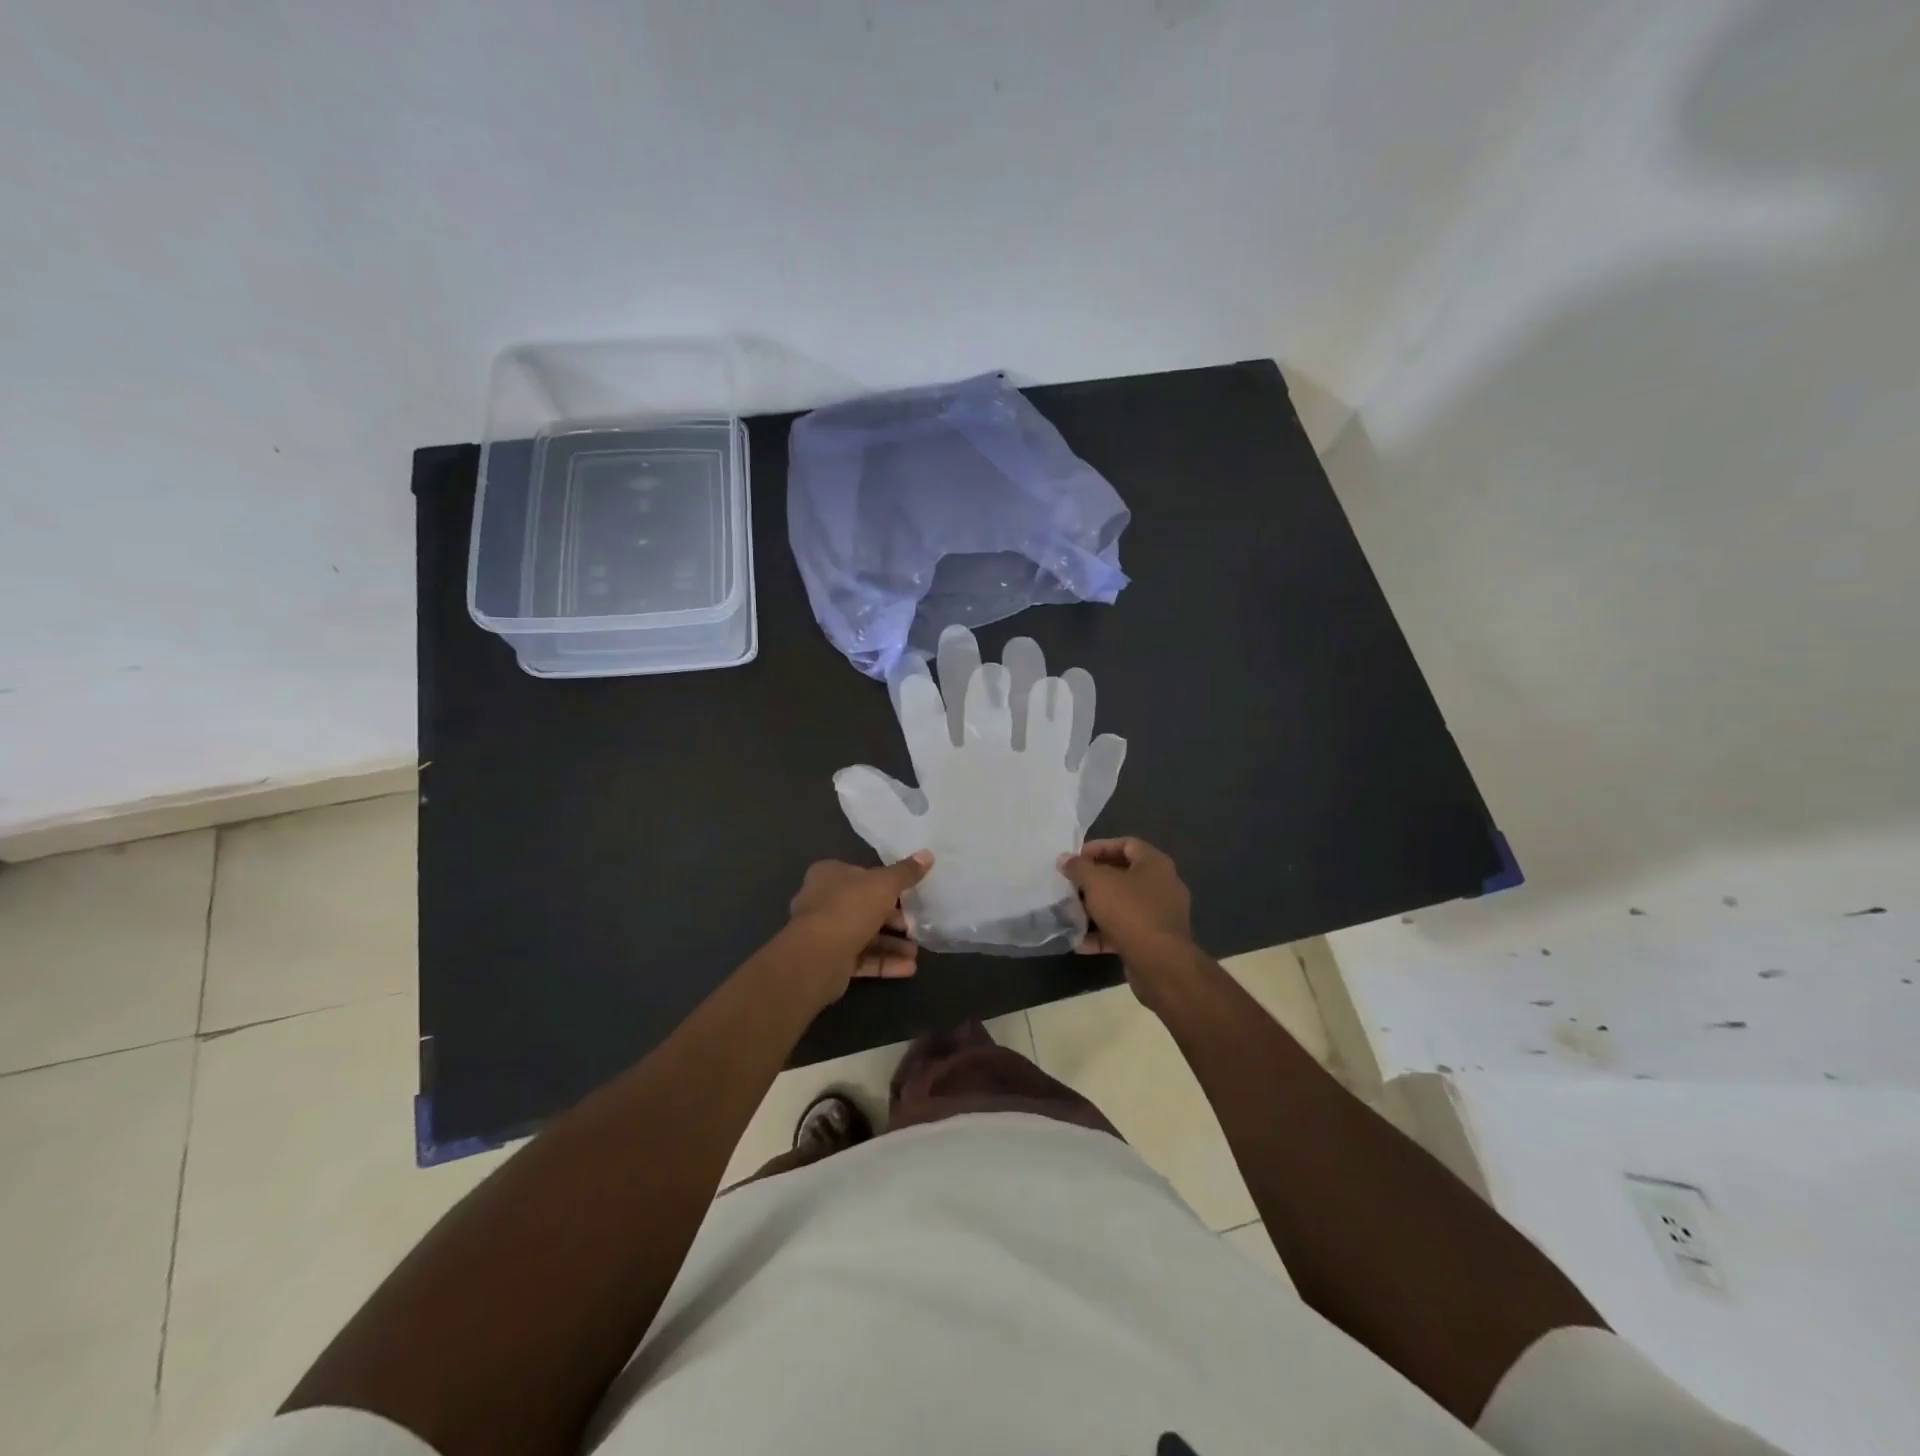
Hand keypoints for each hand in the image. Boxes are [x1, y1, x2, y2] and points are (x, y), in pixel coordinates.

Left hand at [786, 853, 933, 1001]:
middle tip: (915, 927)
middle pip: (865, 907)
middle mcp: (823, 901)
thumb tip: (928, 854)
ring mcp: (824, 933)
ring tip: (915, 953)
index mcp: (829, 875)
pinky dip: (884, 962)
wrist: (818, 956)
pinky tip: (909, 968)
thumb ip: (906, 872)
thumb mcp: (884, 884)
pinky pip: (861, 959)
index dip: (886, 885)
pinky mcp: (830, 961)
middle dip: (893, 919)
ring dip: (892, 944)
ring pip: (864, 935)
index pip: (862, 875)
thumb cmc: (850, 908)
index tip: (909, 895)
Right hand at [1057, 837, 1192, 959]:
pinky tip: (1080, 942)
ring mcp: (1160, 915)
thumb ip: (1078, 868)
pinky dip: (1103, 934)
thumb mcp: (1097, 883)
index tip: (1076, 858)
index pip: (1126, 844)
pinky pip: (1124, 931)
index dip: (1099, 847)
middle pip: (1123, 875)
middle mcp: (1162, 886)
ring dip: (1096, 909)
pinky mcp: (1154, 941)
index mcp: (1155, 864)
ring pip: (1123, 905)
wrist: (1160, 963)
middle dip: (1094, 880)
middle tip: (1071, 885)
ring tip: (1071, 913)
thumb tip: (1065, 859)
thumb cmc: (1130, 911)